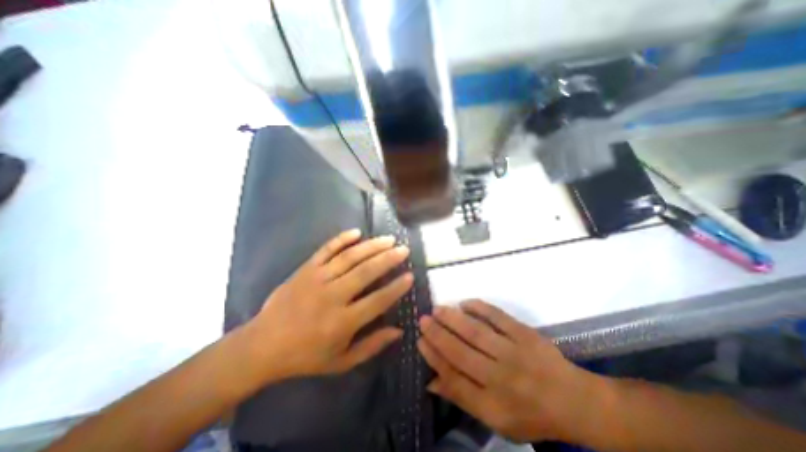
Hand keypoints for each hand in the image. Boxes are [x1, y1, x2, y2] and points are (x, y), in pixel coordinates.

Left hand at [243, 231, 408, 382]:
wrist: (261, 346)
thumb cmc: (305, 357)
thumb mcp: (341, 362)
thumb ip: (372, 346)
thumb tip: (398, 331)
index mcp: (342, 322)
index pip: (377, 300)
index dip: (396, 288)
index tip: (410, 275)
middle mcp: (332, 296)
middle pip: (366, 272)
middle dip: (388, 259)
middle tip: (404, 249)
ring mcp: (317, 279)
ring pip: (349, 257)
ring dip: (371, 246)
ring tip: (389, 239)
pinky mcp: (305, 269)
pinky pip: (326, 249)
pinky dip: (342, 239)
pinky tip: (357, 232)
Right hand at [423, 298, 596, 443]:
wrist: (575, 401)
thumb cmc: (531, 413)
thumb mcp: (496, 420)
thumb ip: (462, 398)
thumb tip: (431, 380)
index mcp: (493, 405)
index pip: (453, 378)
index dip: (433, 358)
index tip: (419, 341)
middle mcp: (501, 378)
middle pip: (461, 353)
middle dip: (438, 335)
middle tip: (422, 320)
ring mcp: (514, 352)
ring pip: (476, 332)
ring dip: (453, 319)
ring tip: (437, 309)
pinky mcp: (525, 334)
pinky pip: (498, 317)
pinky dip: (479, 307)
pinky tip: (465, 302)